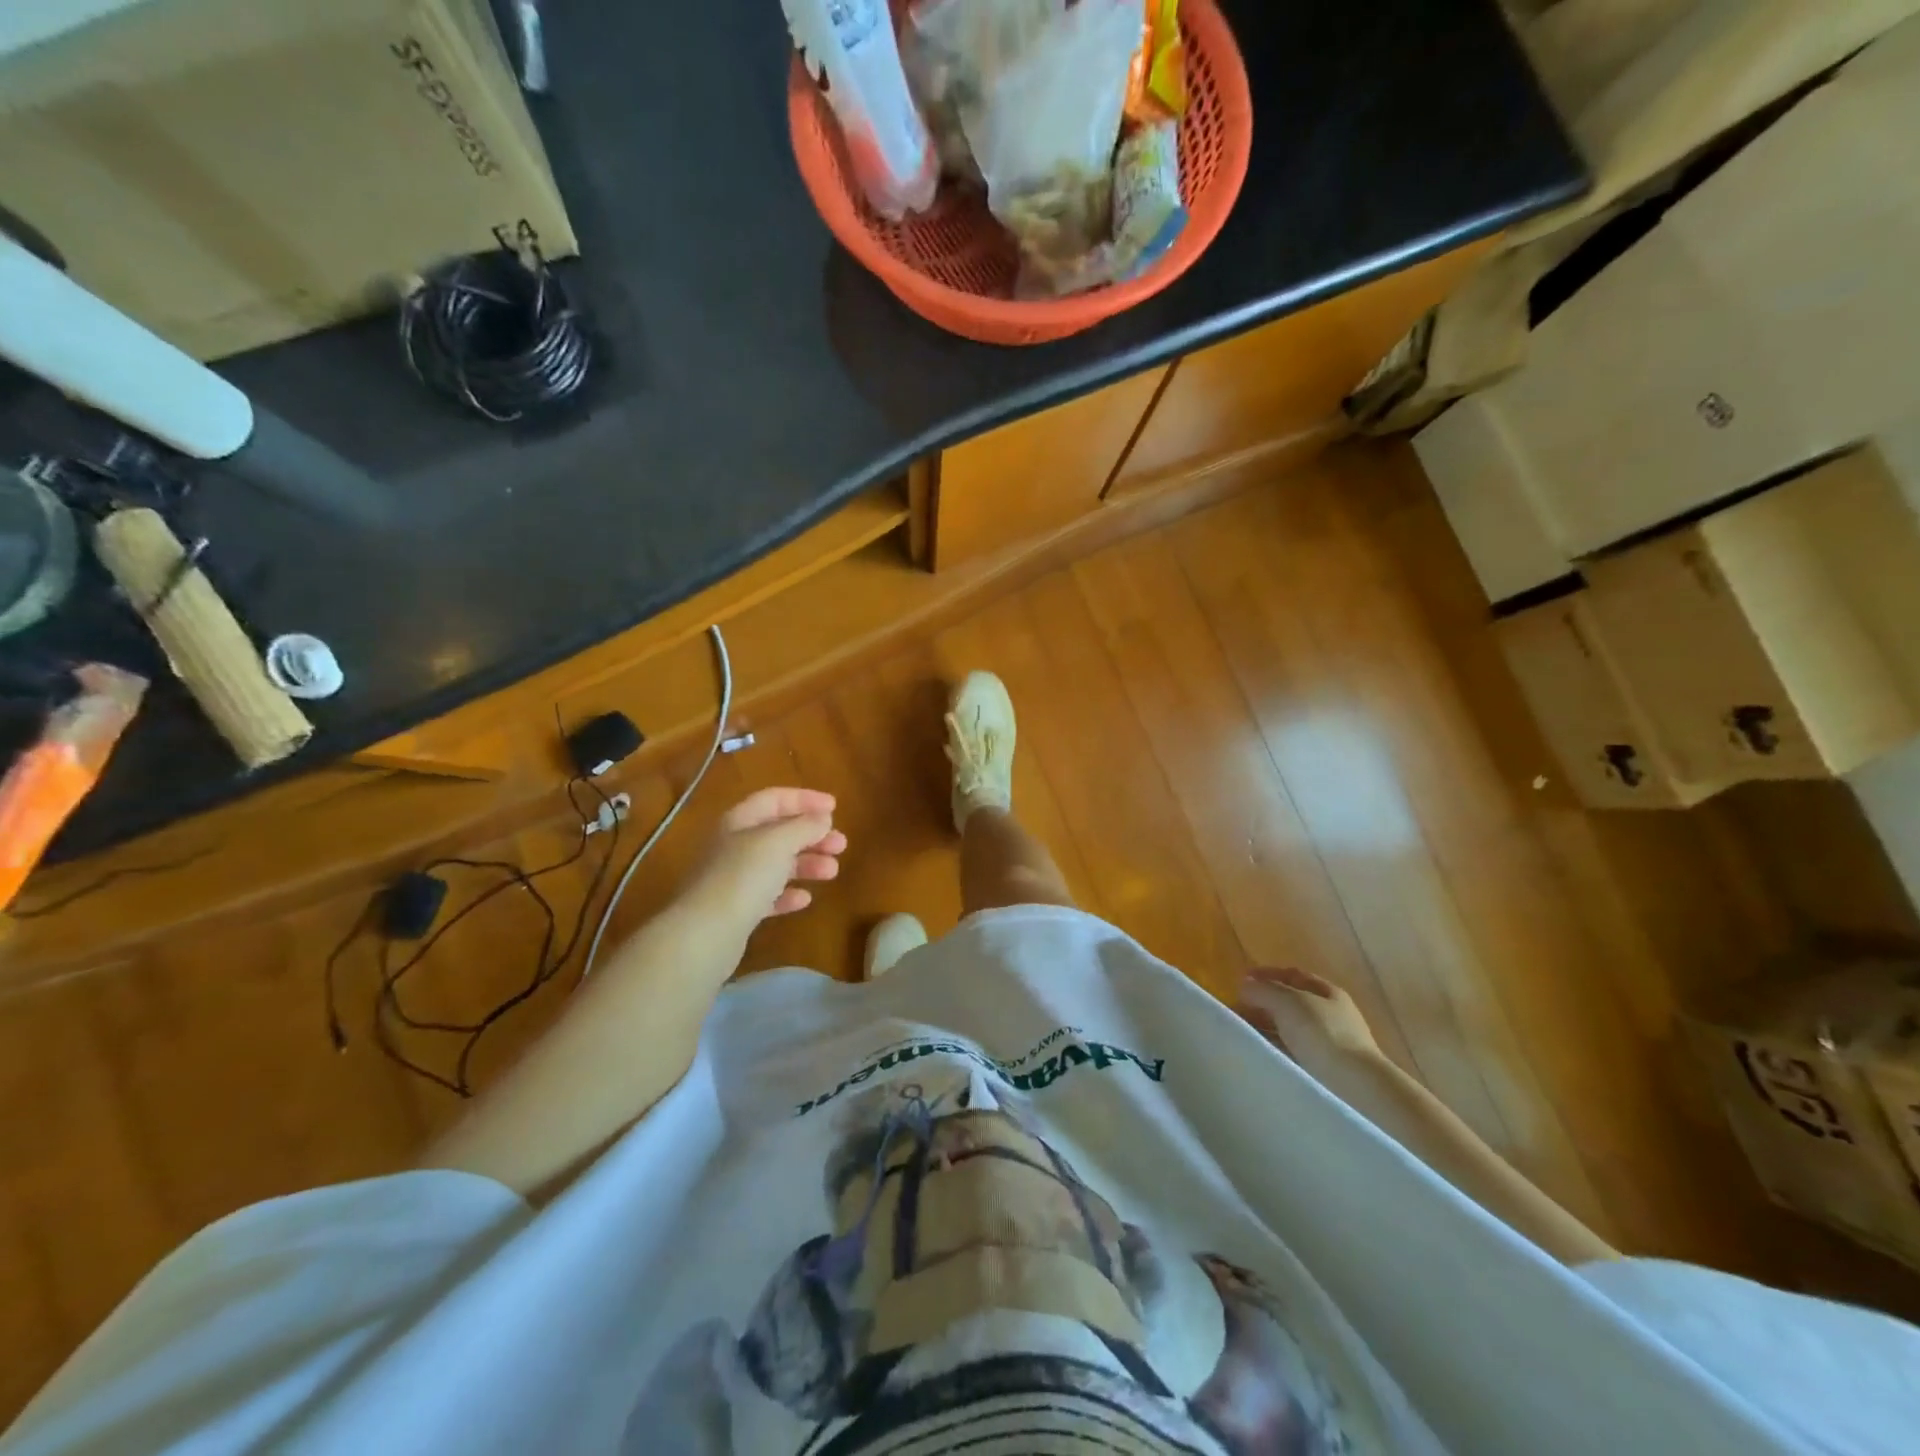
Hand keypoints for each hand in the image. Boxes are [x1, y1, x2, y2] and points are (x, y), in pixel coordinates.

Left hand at [679, 788, 846, 932]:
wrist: (705, 934)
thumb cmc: (743, 877)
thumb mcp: (778, 842)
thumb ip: (804, 826)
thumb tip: (822, 818)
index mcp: (739, 821)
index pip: (774, 799)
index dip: (805, 799)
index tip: (835, 807)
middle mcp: (734, 846)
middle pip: (778, 832)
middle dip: (812, 836)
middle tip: (841, 844)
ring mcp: (733, 879)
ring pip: (776, 864)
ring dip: (807, 864)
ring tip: (832, 872)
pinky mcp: (737, 910)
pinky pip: (768, 895)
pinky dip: (788, 894)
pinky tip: (805, 899)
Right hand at [1238, 967, 1379, 1065]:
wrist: (1355, 1087)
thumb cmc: (1323, 1034)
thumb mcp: (1288, 1002)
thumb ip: (1263, 990)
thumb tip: (1245, 986)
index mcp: (1328, 993)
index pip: (1293, 975)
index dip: (1266, 974)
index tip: (1240, 981)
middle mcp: (1331, 1015)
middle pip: (1290, 1002)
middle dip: (1262, 1003)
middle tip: (1236, 1010)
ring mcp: (1330, 1044)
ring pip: (1290, 1028)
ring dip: (1266, 1027)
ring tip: (1243, 1034)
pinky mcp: (1325, 1070)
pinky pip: (1293, 1052)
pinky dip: (1275, 1048)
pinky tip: (1261, 1053)